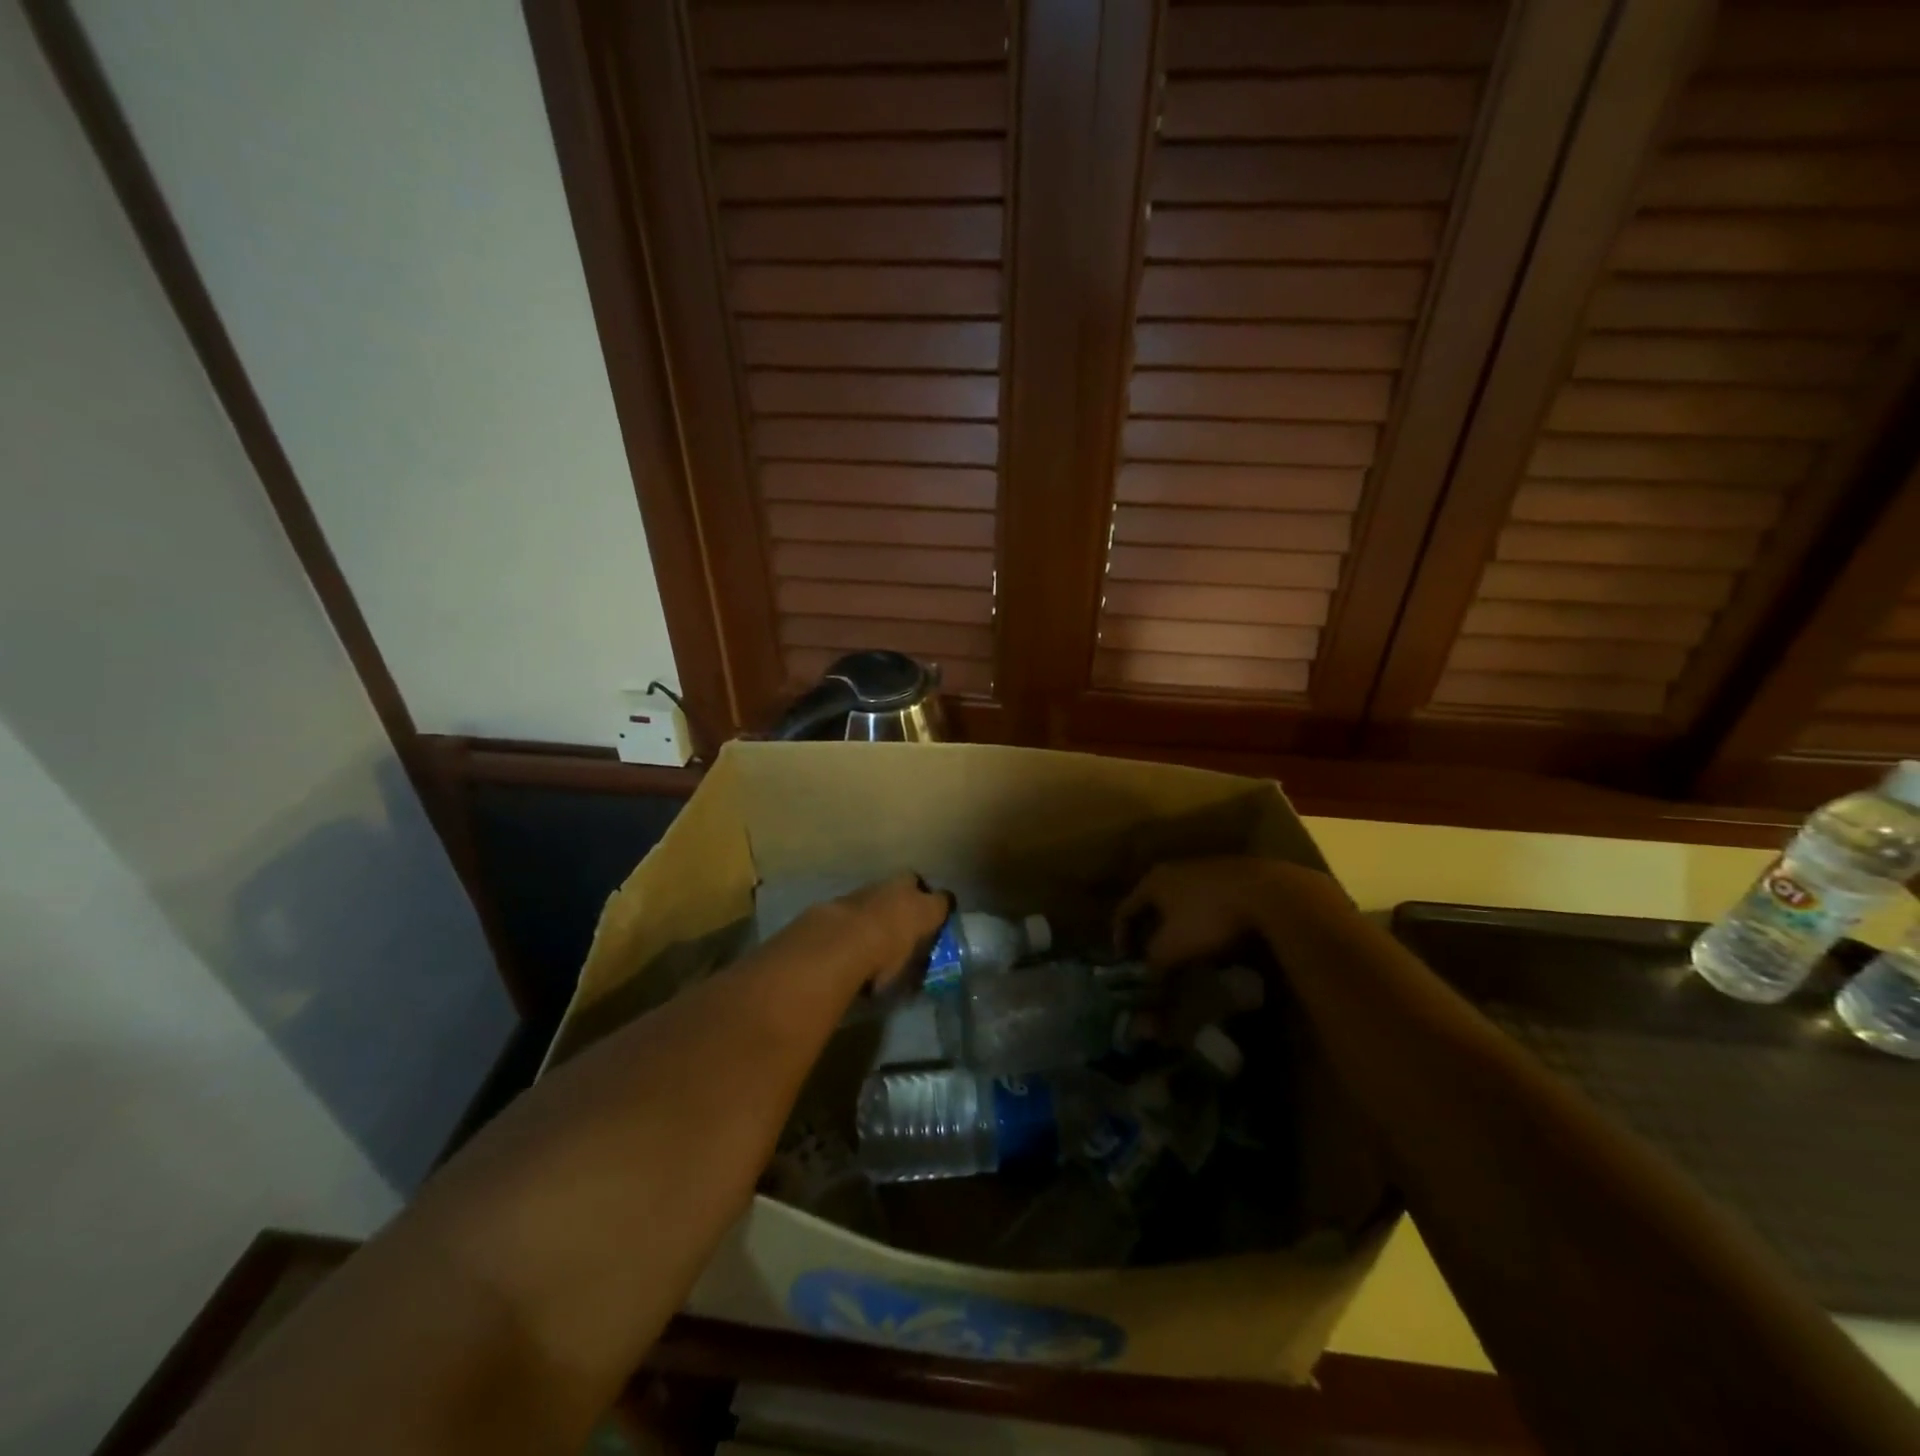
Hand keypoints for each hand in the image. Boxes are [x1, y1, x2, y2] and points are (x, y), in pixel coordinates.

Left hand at [803, 873, 951, 991]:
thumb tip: (914, 968)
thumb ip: (913, 963)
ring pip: (884, 889)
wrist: (838, 944)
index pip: (944, 900)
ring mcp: (873, 888)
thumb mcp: (905, 971)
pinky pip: (860, 900)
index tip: (939, 920)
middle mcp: (902, 890)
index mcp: (925, 908)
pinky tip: (853, 929)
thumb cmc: (882, 961)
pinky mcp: (846, 894)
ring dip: (883, 902)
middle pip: (913, 882)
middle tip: (907, 916)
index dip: (942, 909)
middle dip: (912, 894)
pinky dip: (860, 911)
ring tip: (876, 926)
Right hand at [1116, 856, 1342, 969]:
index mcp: (1153, 881)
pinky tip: (1215, 939)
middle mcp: (1174, 869)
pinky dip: (1203, 922)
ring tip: (1185, 952)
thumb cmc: (1208, 918)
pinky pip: (1207, 903)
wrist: (1268, 894)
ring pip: (1181, 903)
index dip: (1120, 938)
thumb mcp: (1172, 947)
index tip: (1125, 963)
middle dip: (1151, 933)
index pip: (1125, 910)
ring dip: (1178, 927)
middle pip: (1153, 905)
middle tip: (1152, 958)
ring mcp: (1205, 870)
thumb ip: (1153, 962)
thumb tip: (1146, 977)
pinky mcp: (1232, 877)